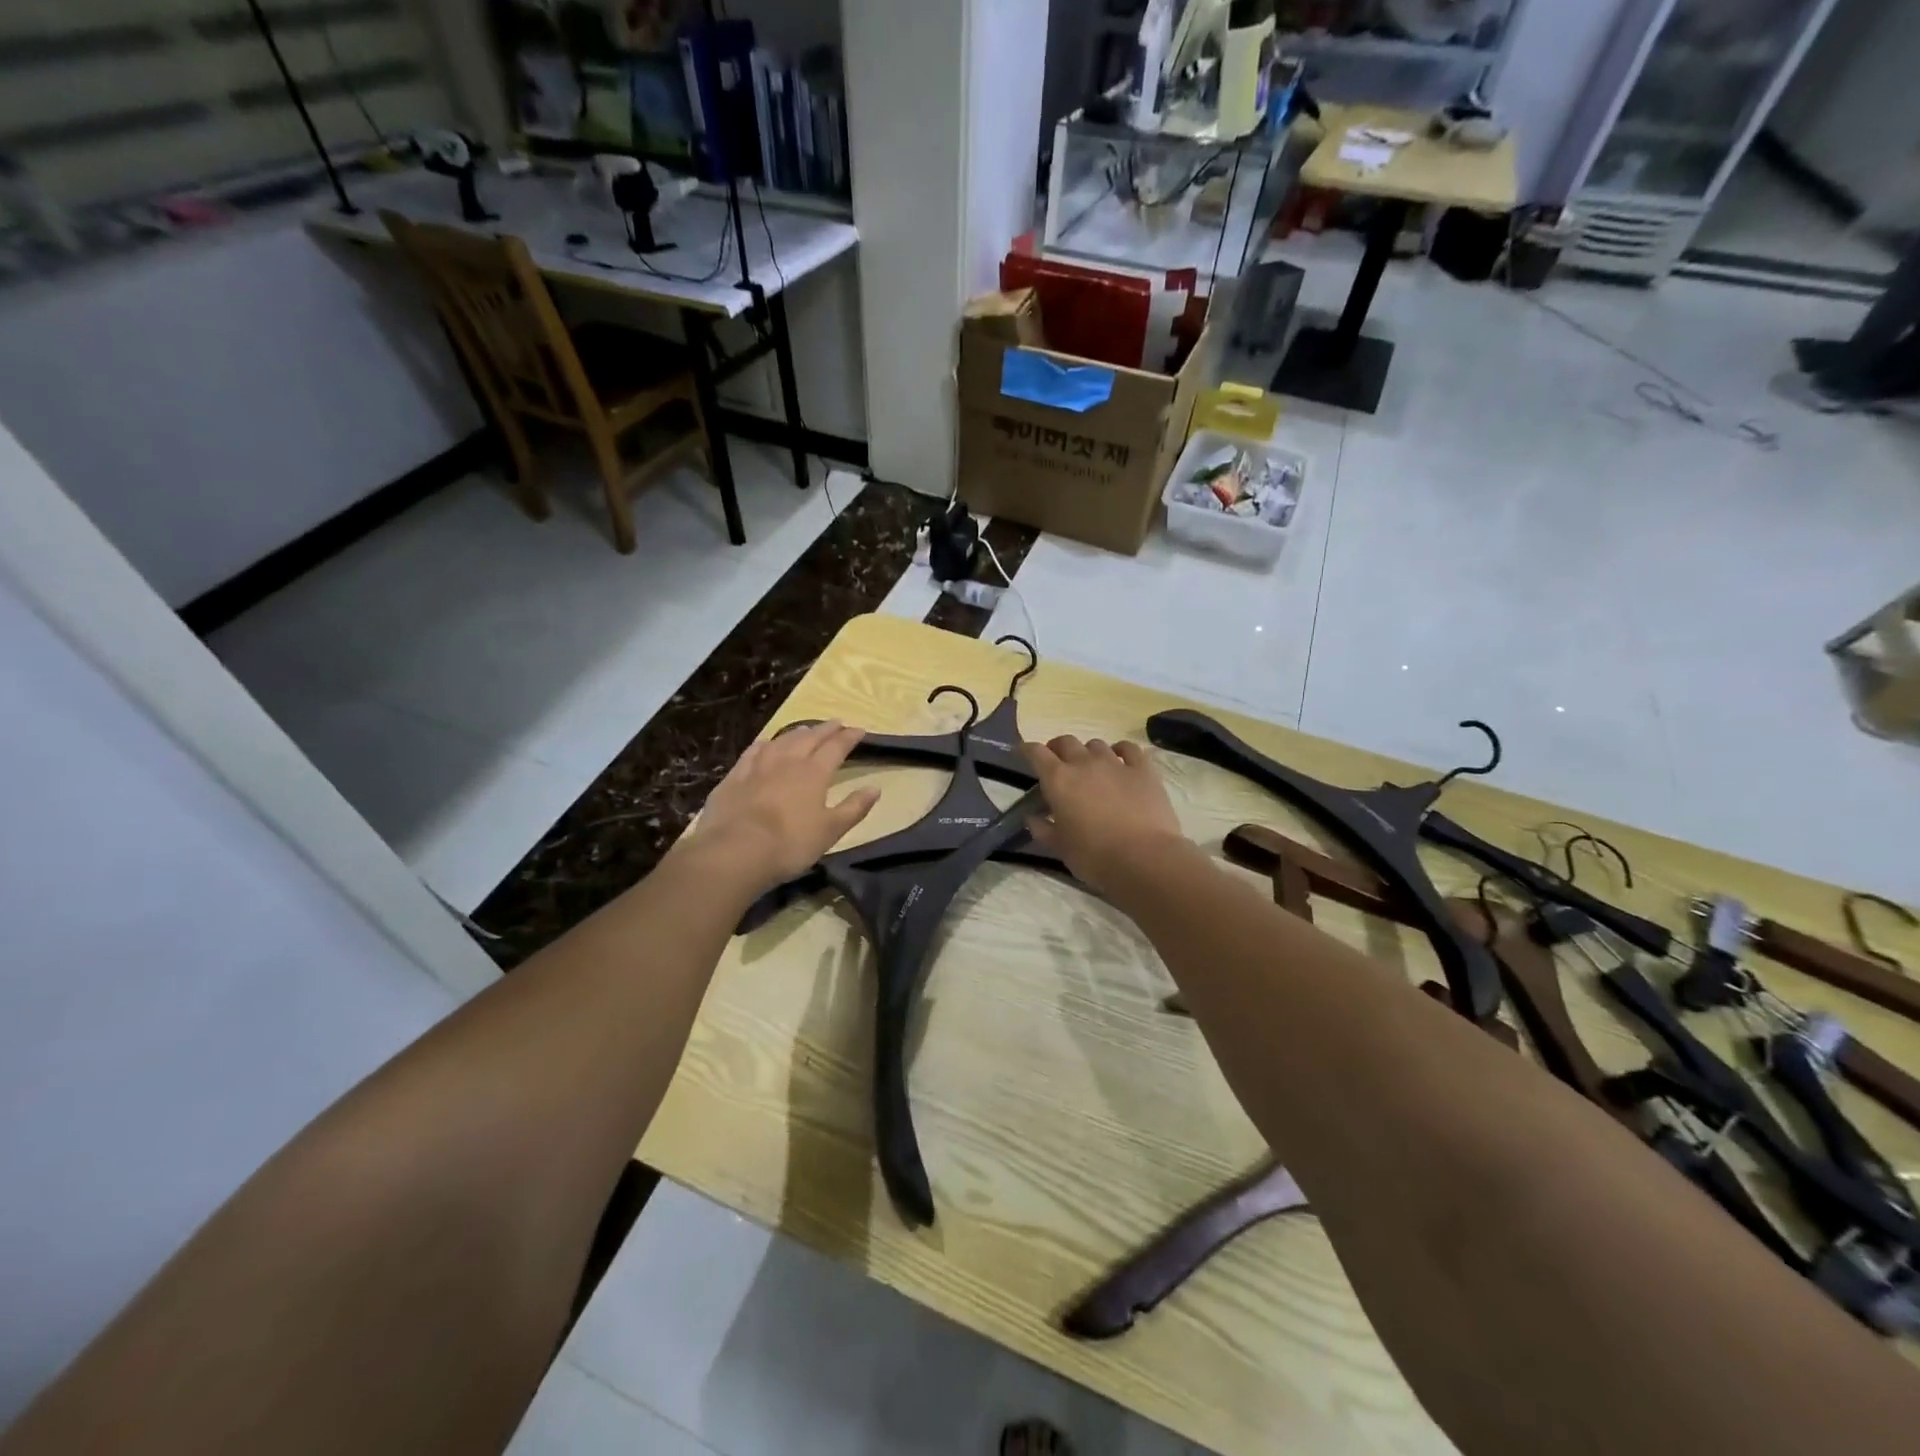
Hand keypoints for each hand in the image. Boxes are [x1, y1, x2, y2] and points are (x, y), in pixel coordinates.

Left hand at [687, 721, 879, 890]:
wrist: (735, 851)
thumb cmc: (790, 844)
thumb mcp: (830, 830)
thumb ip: (854, 808)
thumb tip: (875, 788)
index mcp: (814, 772)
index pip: (836, 748)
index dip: (849, 737)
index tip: (859, 730)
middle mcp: (788, 761)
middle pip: (810, 738)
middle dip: (825, 729)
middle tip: (837, 723)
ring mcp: (758, 766)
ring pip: (782, 740)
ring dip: (797, 732)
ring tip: (806, 729)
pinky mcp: (734, 777)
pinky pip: (752, 752)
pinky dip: (764, 744)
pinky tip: (765, 744)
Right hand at [1023, 735, 1188, 893]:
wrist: (1144, 858)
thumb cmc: (1094, 856)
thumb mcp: (1060, 847)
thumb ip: (1042, 829)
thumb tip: (1032, 817)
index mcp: (1059, 780)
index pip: (1036, 753)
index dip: (1026, 749)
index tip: (1022, 752)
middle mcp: (1084, 763)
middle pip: (1066, 742)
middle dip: (1057, 748)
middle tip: (1057, 763)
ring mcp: (1116, 763)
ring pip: (1096, 744)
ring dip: (1087, 752)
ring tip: (1089, 766)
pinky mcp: (1143, 770)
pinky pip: (1129, 749)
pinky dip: (1120, 750)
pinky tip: (1120, 759)